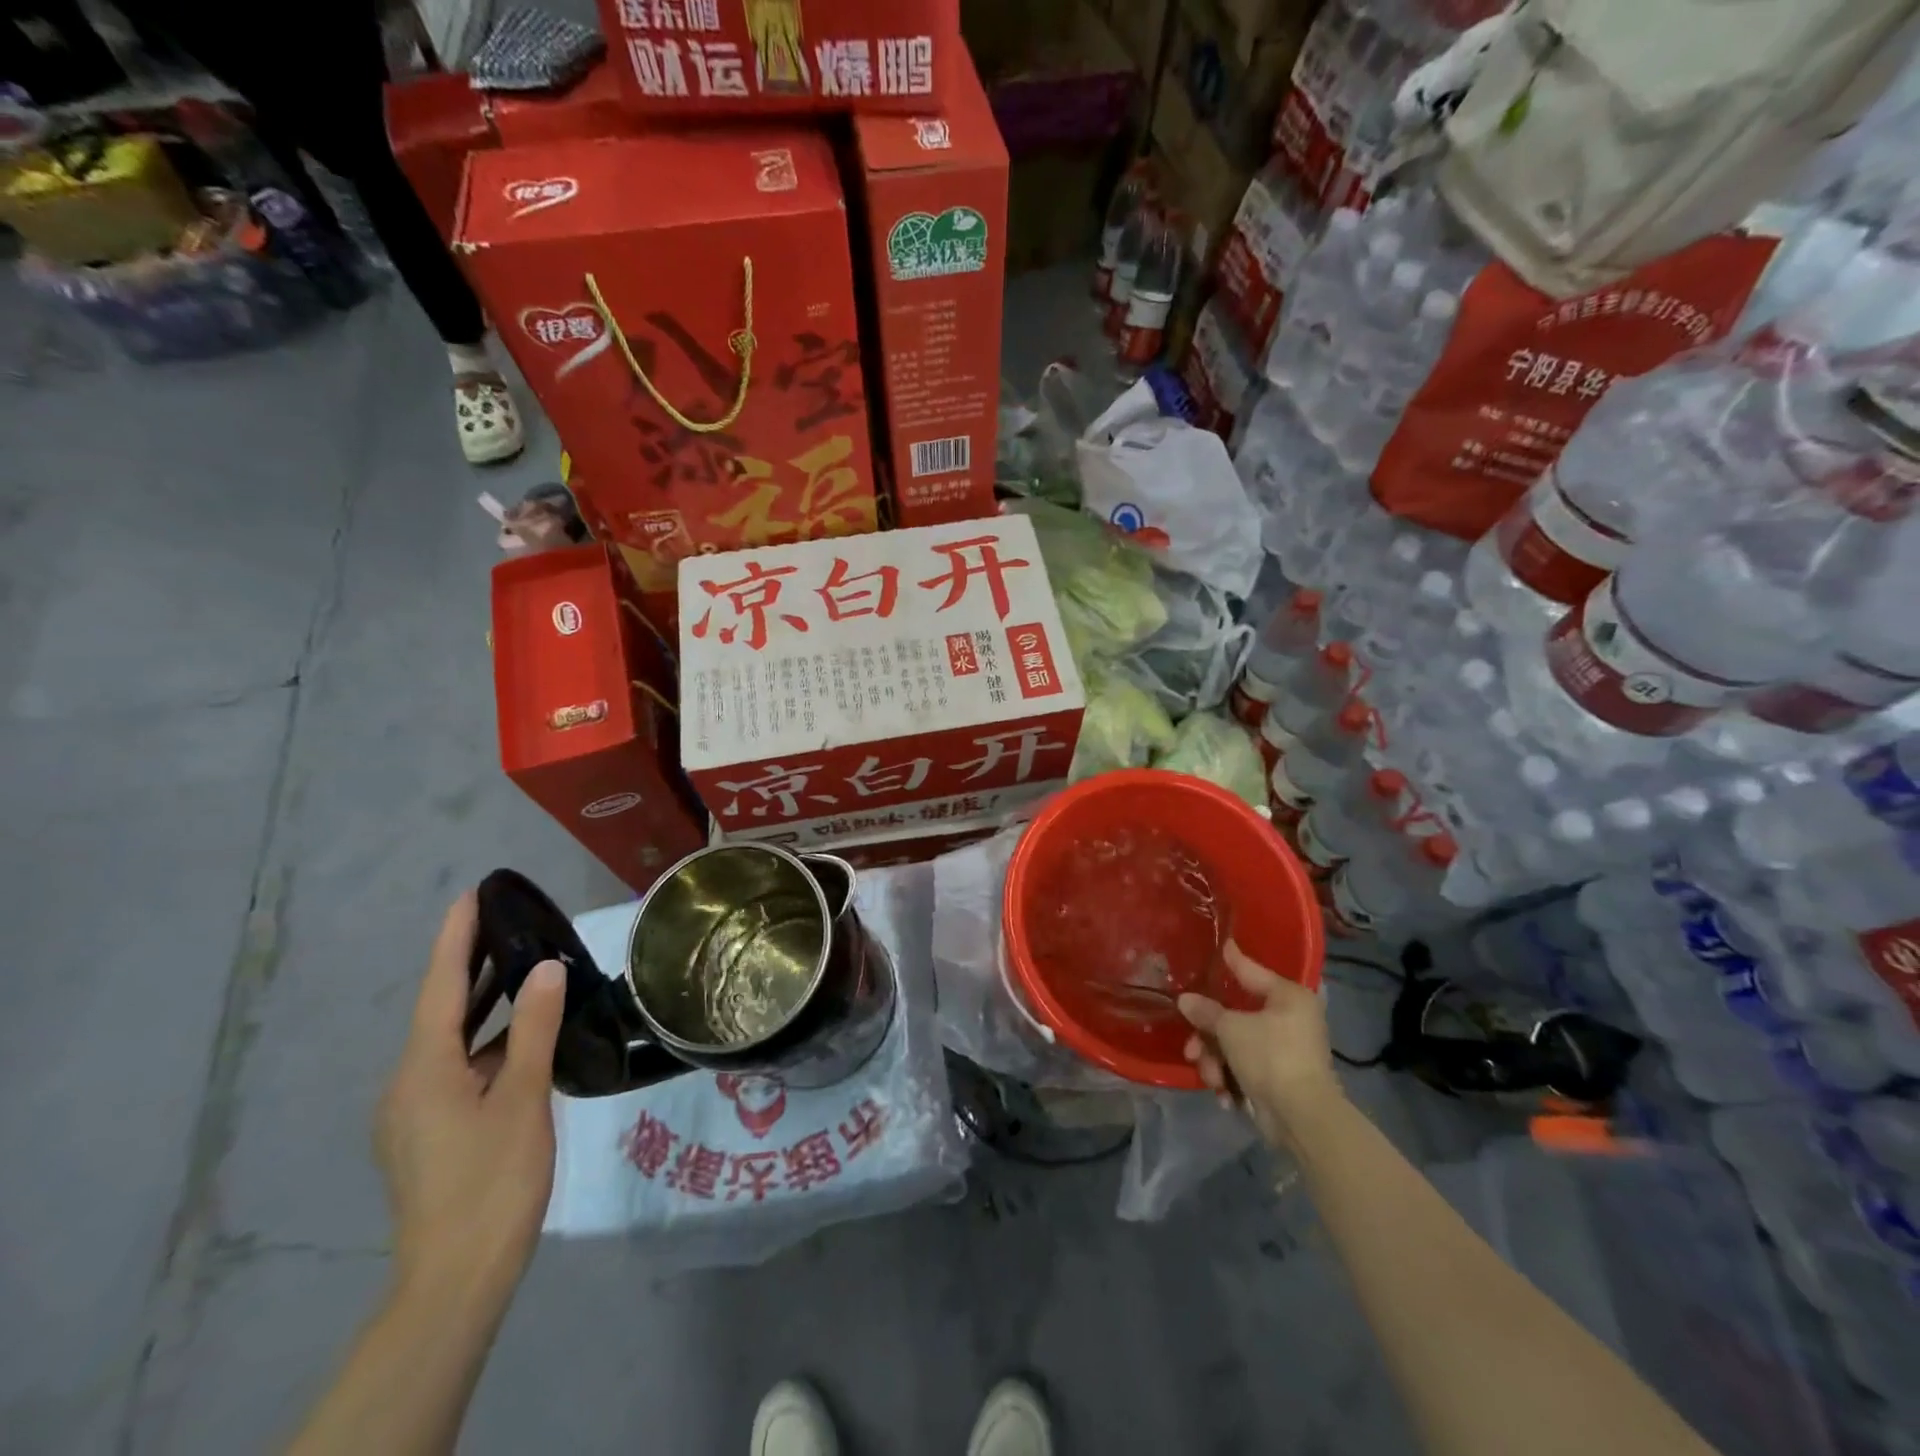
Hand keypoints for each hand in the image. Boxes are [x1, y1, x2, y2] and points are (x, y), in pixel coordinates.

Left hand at [375, 893, 565, 1313]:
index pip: (440, 987)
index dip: (455, 939)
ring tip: (524, 970)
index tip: (472, 895)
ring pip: (452, 1043)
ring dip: (485, 1006)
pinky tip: (523, 1041)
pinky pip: (458, 1069)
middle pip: (441, 1011)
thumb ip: (535, 1029)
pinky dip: (488, 1043)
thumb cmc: (492, 1180)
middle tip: (507, 923)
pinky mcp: (429, 1134)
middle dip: (471, 966)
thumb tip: (546, 969)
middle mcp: (408, 1084)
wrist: (457, 1277)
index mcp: (423, 1070)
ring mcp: (415, 1113)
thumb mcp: (523, 1099)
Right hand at [1179, 941, 1342, 1148]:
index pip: (1252, 971)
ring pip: (1236, 1045)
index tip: (1223, 944)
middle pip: (1236, 1016)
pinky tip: (1224, 1094)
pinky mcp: (1280, 1078)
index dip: (1233, 959)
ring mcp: (1286, 1050)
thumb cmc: (1270, 1057)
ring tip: (1211, 1078)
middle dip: (1210, 1036)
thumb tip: (1185, 1000)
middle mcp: (1291, 1018)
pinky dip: (1232, 1078)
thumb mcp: (1231, 1029)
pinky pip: (1245, 1067)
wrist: (1302, 1118)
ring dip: (1216, 1061)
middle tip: (1192, 1047)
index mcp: (1288, 996)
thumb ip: (1206, 1011)